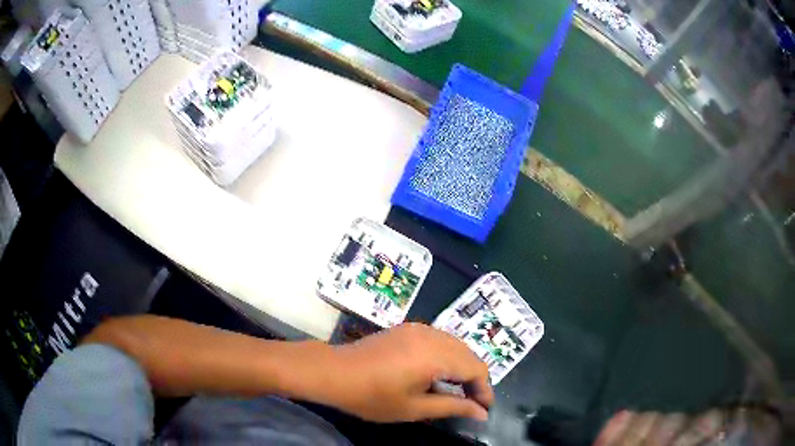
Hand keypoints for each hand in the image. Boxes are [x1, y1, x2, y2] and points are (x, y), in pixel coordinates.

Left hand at [321, 323, 493, 422]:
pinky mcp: (408, 328)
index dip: (484, 390)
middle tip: (472, 403)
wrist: (334, 372)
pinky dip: (448, 357)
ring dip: (463, 367)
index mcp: (435, 355)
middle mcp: (432, 335)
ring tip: (458, 391)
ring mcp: (419, 328)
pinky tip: (439, 373)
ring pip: (456, 345)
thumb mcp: (414, 408)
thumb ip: (452, 407)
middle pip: (469, 354)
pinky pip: (440, 340)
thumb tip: (481, 412)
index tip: (483, 409)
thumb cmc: (372, 396)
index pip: (476, 368)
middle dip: (475, 379)